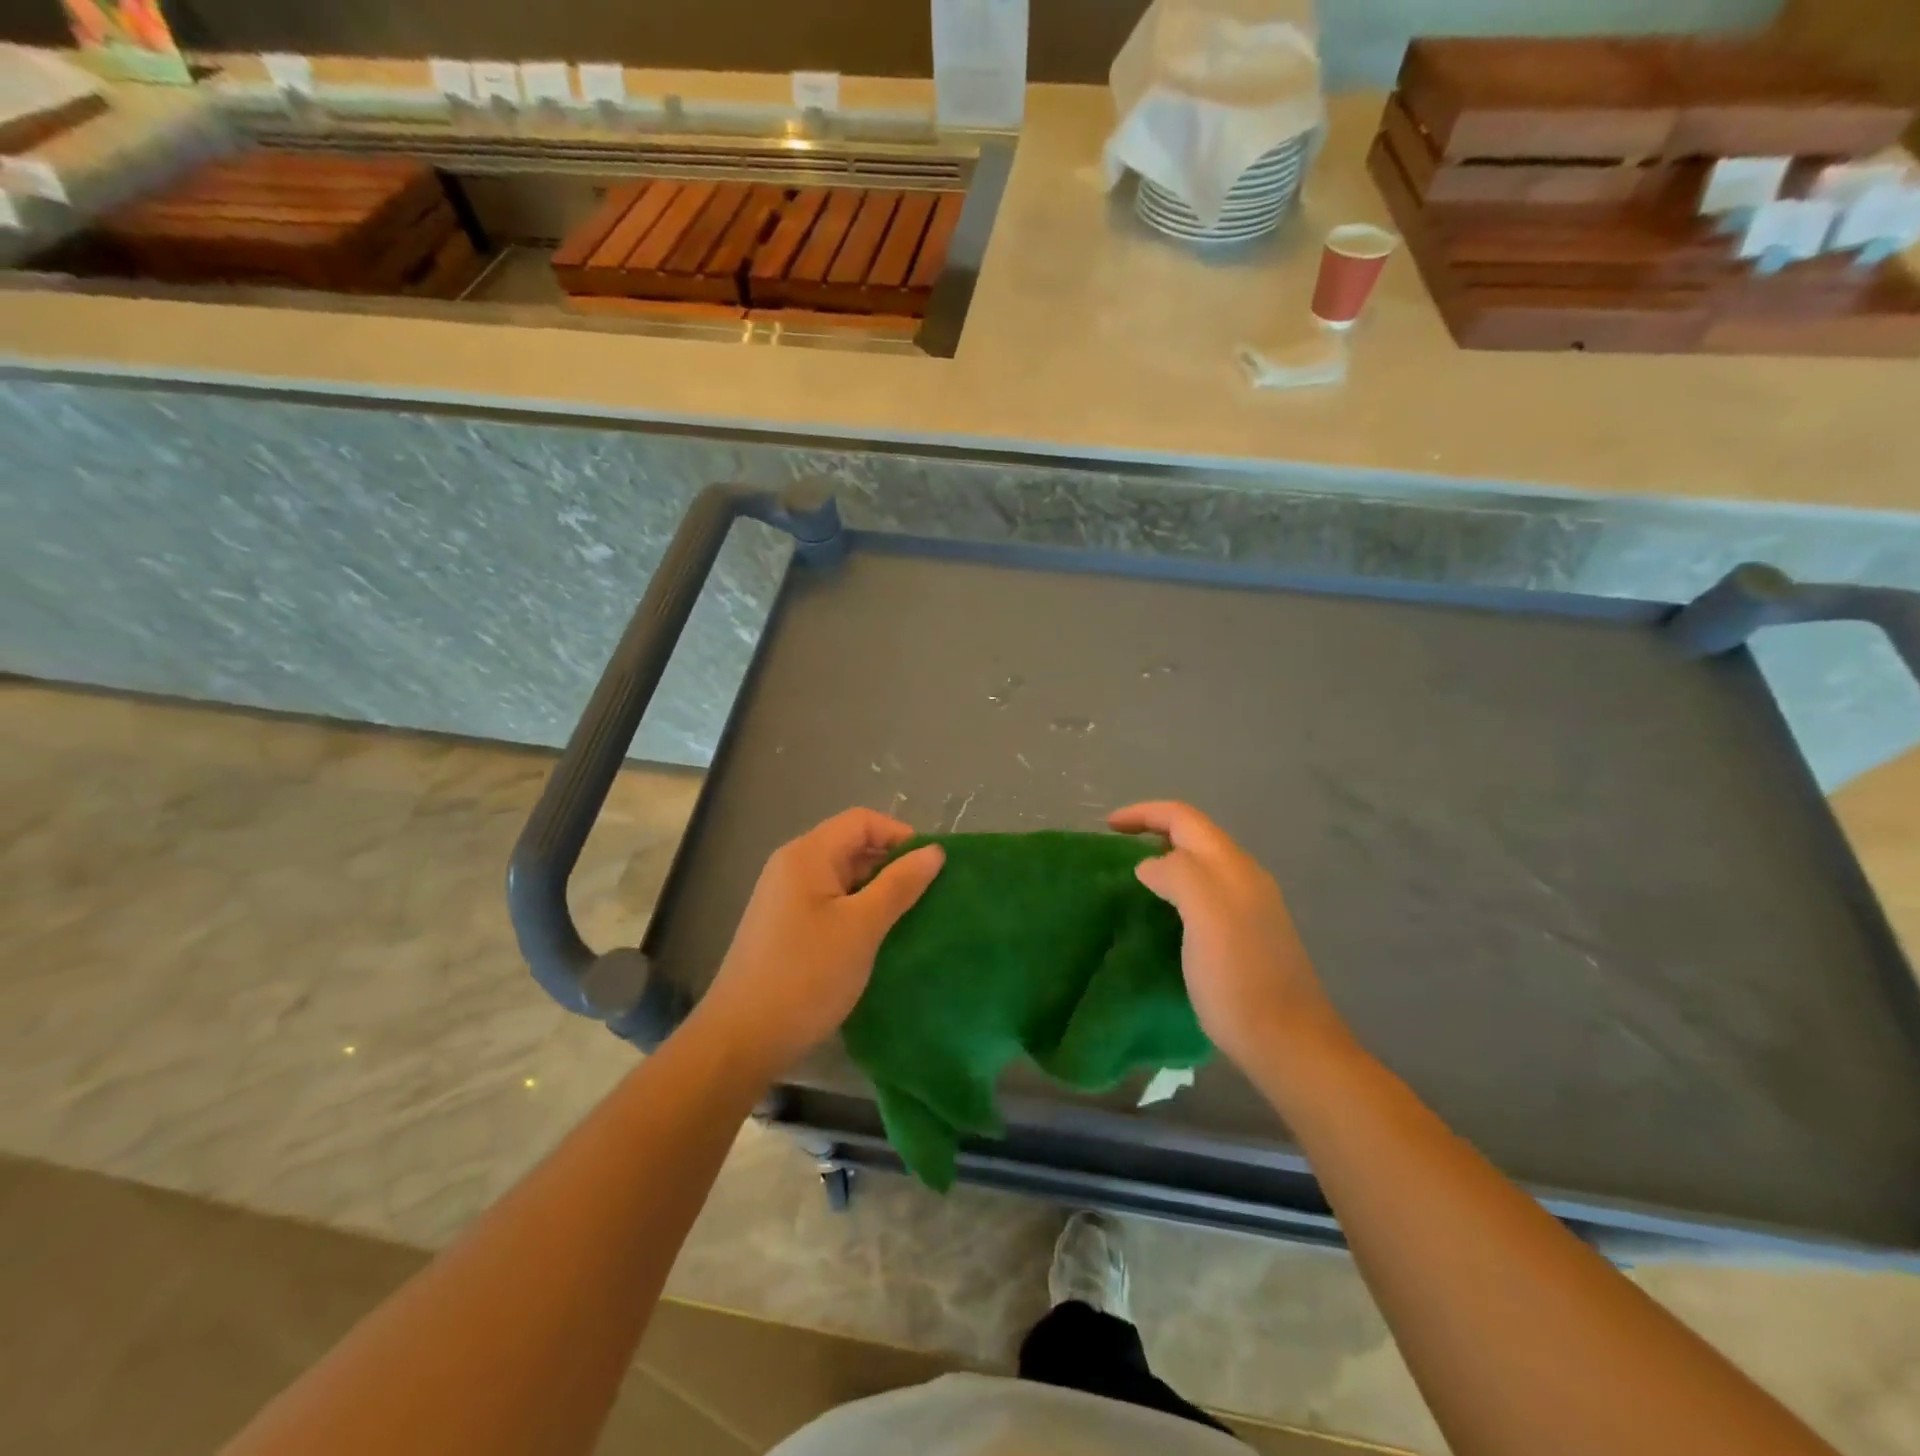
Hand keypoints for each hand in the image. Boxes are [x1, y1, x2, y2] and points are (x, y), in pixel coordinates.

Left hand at [697, 809, 943, 1075]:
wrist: (741, 1039)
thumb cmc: (806, 975)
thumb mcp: (862, 927)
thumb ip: (899, 884)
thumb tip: (934, 851)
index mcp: (807, 855)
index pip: (862, 821)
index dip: (900, 835)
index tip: (932, 867)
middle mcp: (792, 867)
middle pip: (851, 846)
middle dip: (892, 865)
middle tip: (929, 895)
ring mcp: (786, 899)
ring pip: (843, 878)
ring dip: (878, 892)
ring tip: (912, 918)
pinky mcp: (786, 928)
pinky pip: (831, 904)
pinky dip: (859, 912)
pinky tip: (879, 940)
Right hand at [1109, 801, 1348, 1070]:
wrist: (1287, 1042)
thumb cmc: (1239, 979)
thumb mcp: (1204, 916)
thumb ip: (1177, 874)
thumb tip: (1150, 866)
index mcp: (1232, 866)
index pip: (1184, 817)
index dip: (1143, 813)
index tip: (1106, 827)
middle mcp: (1244, 877)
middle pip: (1194, 836)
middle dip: (1153, 833)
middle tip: (1115, 853)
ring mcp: (1249, 906)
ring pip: (1200, 865)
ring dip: (1164, 862)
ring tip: (1131, 882)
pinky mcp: (1246, 935)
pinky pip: (1204, 894)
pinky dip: (1176, 890)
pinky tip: (1161, 916)